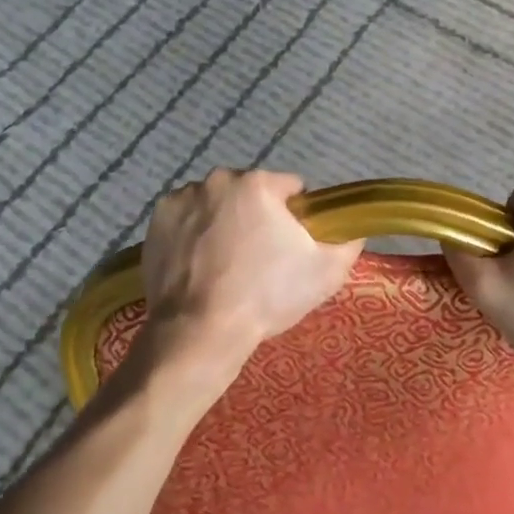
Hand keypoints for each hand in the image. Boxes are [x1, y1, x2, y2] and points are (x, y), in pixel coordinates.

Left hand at [139, 169, 362, 382]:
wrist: (199, 333)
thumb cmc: (265, 297)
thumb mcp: (325, 273)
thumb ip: (349, 241)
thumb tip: (355, 228)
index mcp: (258, 183)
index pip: (291, 188)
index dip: (297, 215)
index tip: (292, 245)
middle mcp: (218, 180)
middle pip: (250, 192)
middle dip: (258, 216)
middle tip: (259, 258)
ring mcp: (183, 198)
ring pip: (218, 203)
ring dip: (225, 222)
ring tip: (226, 265)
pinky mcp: (157, 220)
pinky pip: (188, 218)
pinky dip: (195, 233)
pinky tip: (200, 264)